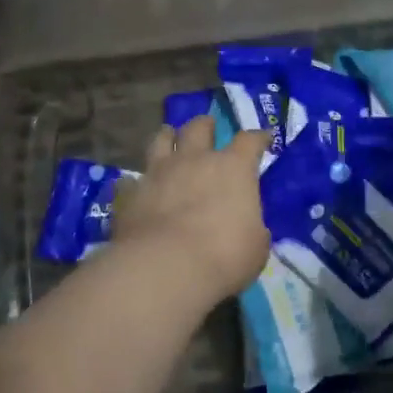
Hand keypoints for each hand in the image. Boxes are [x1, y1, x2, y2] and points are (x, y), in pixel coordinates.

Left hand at [112, 116, 272, 306]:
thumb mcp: (255, 246)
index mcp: (233, 168)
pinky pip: (130, 180)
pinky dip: (135, 182)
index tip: (262, 139)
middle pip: (199, 127)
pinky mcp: (130, 193)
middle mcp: (194, 160)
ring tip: (169, 138)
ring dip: (167, 137)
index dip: (258, 138)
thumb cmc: (223, 256)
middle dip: (205, 125)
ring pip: (160, 140)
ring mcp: (158, 172)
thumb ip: (252, 228)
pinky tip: (135, 188)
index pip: (249, 141)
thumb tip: (247, 226)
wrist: (165, 267)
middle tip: (208, 127)